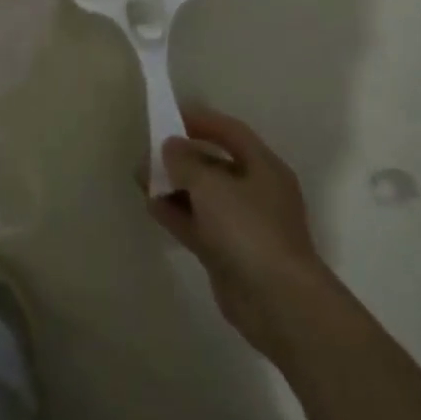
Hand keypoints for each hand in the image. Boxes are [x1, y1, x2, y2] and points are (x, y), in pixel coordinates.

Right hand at [147, 103, 332, 350]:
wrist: (278, 302)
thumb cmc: (248, 229)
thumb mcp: (210, 185)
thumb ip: (185, 161)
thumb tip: (170, 146)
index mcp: (263, 167)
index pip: (230, 132)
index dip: (201, 121)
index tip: (169, 117)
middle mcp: (257, 192)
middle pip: (215, 164)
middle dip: (181, 158)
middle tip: (148, 154)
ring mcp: (244, 225)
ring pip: (204, 196)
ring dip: (174, 187)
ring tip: (142, 180)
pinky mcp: (230, 253)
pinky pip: (199, 224)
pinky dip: (177, 214)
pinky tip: (152, 206)